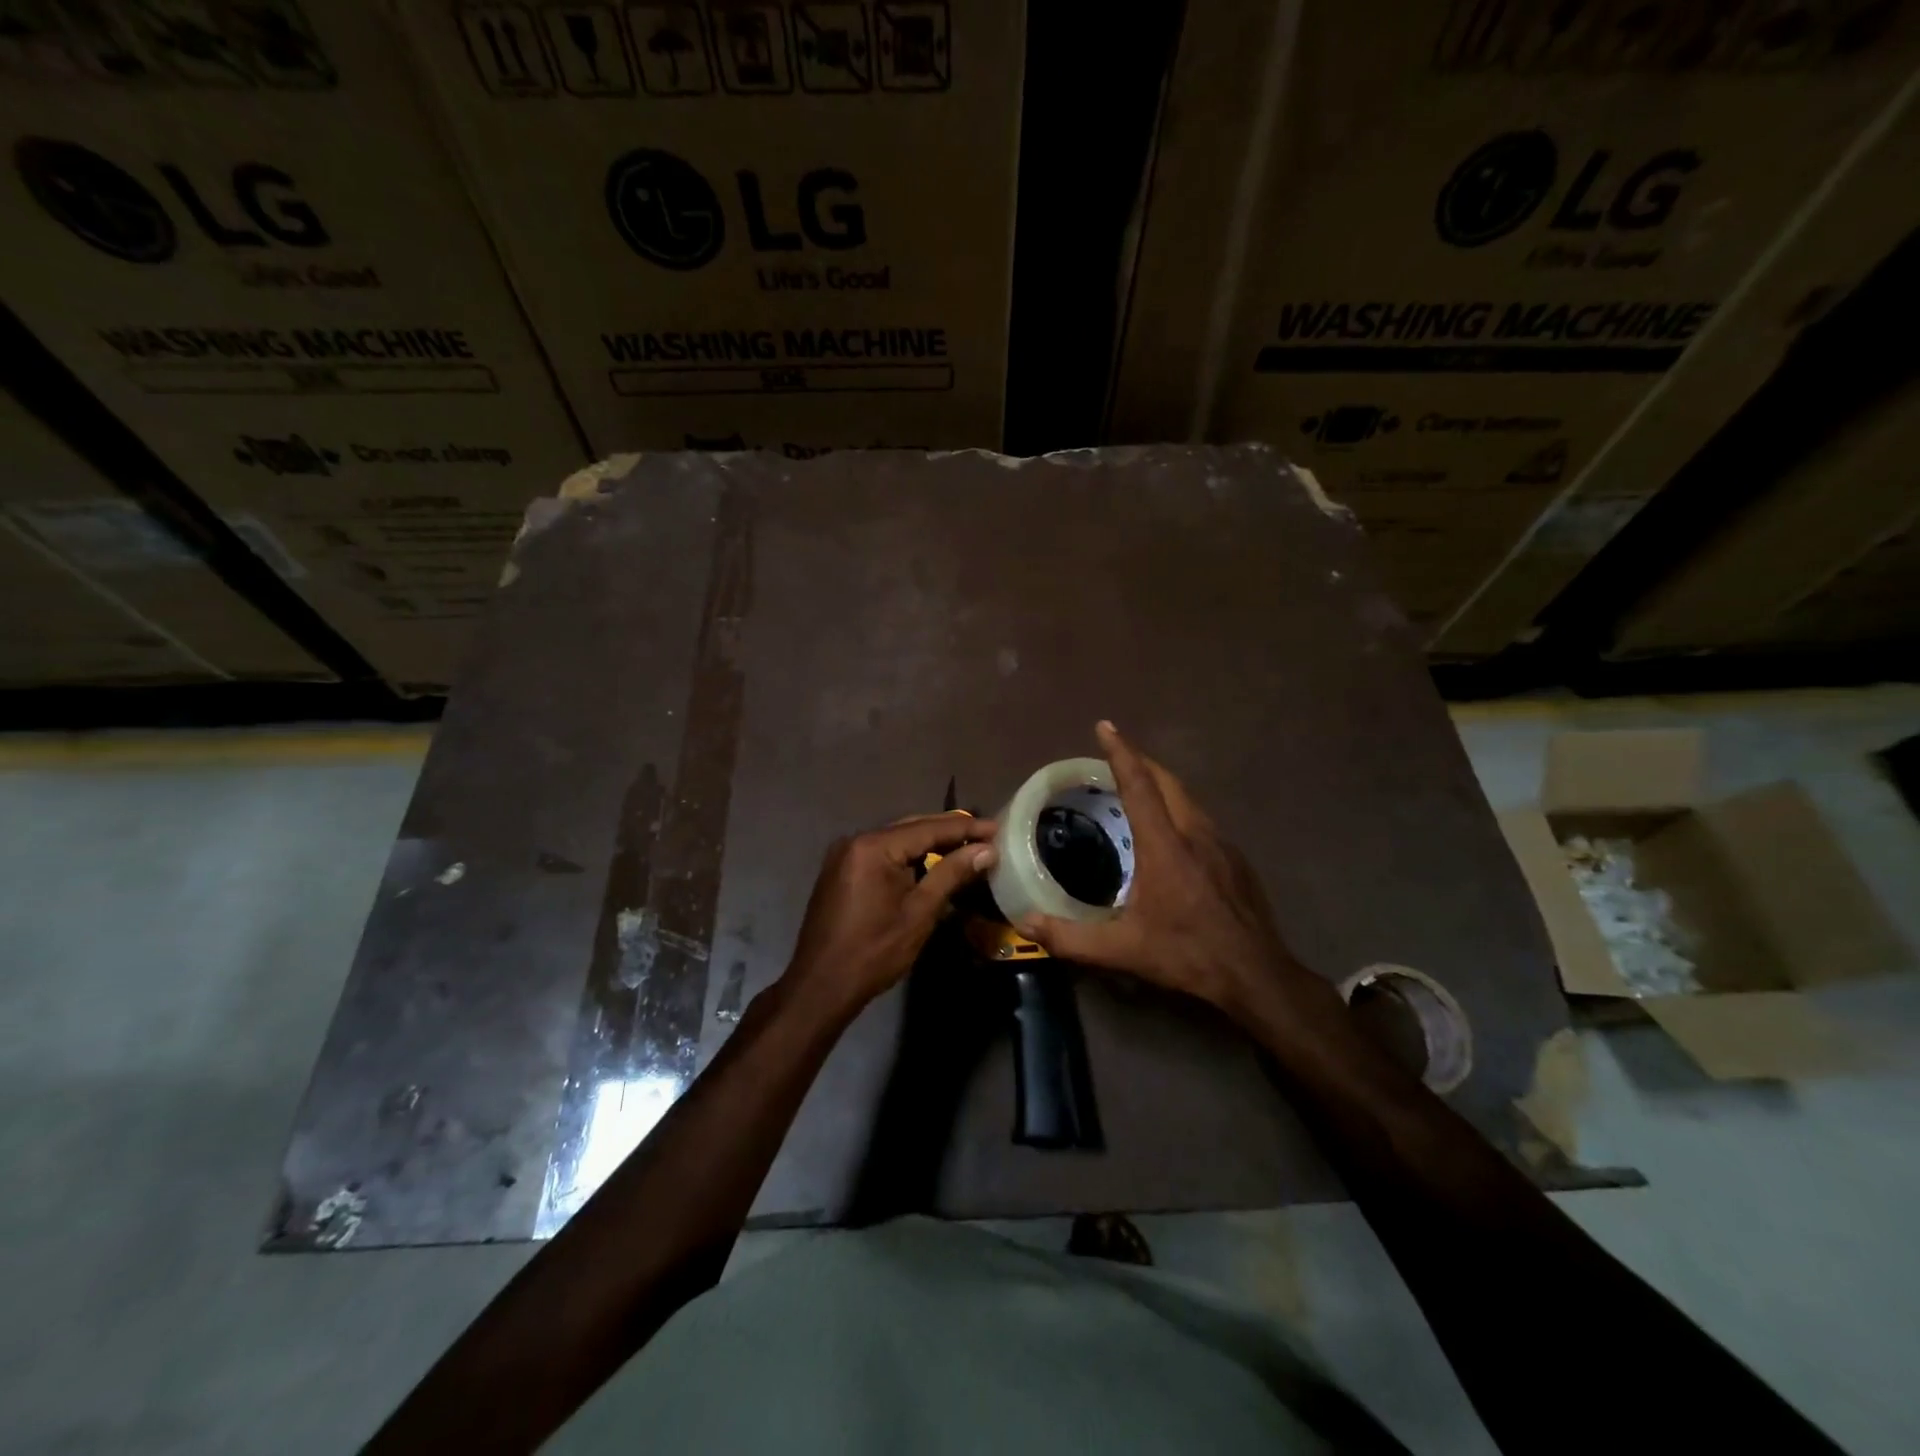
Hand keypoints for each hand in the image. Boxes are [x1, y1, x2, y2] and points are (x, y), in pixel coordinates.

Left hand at [782, 813, 999, 1016]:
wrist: (820, 986)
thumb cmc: (874, 952)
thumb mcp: (919, 912)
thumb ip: (951, 874)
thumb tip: (986, 850)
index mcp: (873, 847)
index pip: (928, 829)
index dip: (965, 829)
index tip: (997, 828)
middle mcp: (856, 840)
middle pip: (911, 827)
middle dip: (949, 831)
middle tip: (986, 834)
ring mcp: (845, 855)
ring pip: (897, 839)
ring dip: (930, 842)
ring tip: (966, 844)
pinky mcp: (842, 870)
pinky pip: (882, 853)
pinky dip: (908, 855)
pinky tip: (932, 861)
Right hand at [1016, 722, 1314, 1017]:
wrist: (1257, 975)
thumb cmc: (1189, 955)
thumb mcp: (1124, 950)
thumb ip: (1071, 938)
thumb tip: (1027, 923)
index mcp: (1165, 845)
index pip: (1139, 786)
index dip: (1120, 753)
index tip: (1105, 727)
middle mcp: (1195, 833)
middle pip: (1167, 782)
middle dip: (1141, 761)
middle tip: (1115, 756)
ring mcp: (1221, 844)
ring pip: (1188, 799)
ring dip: (1162, 785)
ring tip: (1138, 789)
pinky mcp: (1236, 860)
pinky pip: (1201, 820)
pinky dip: (1179, 809)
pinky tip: (1171, 834)